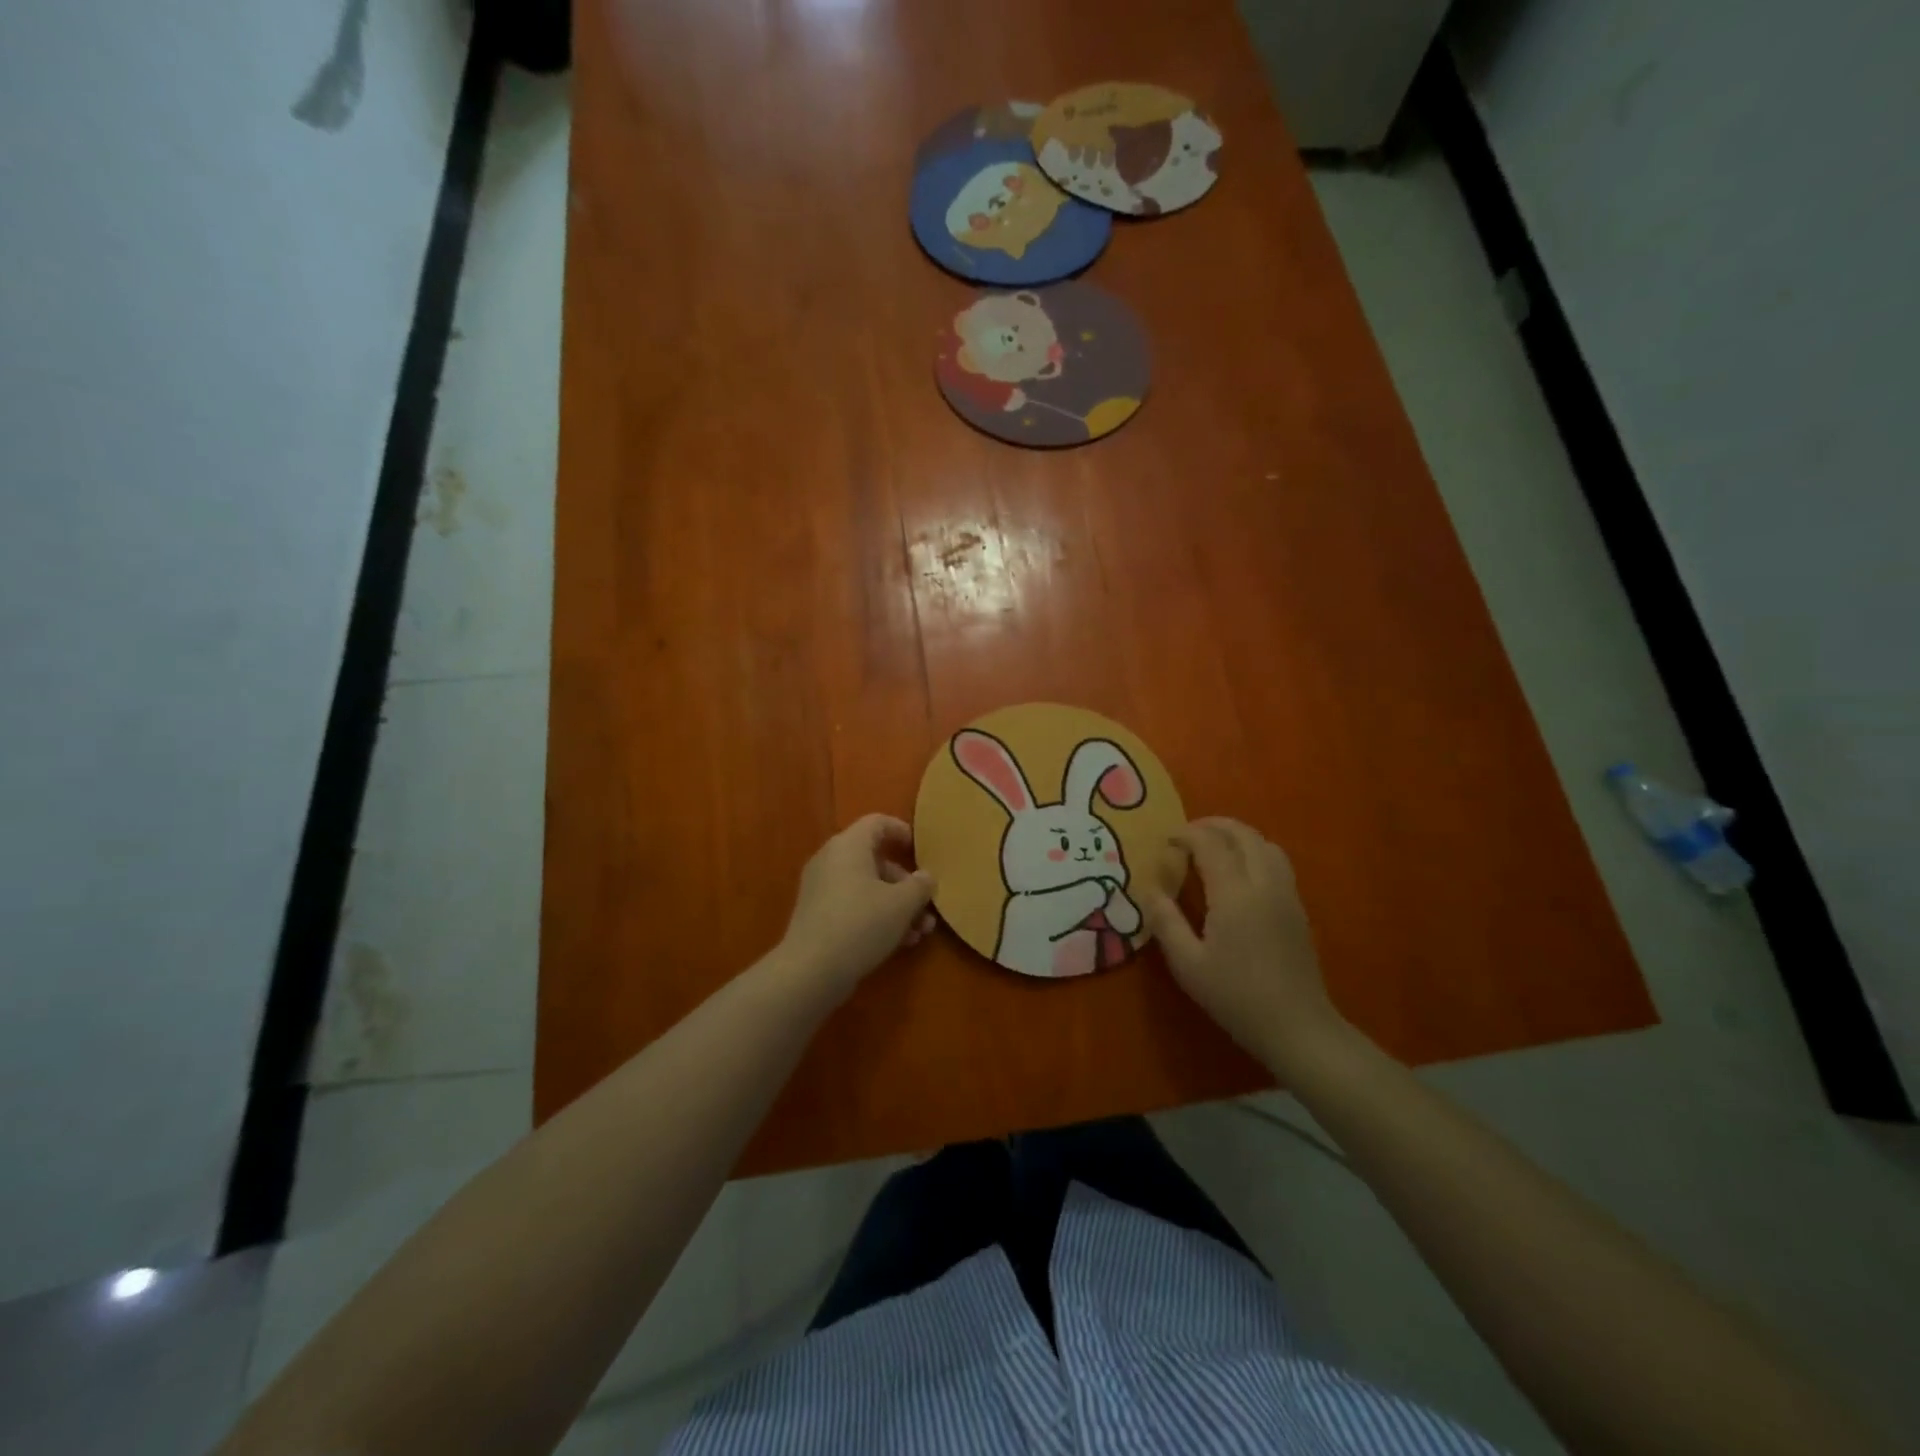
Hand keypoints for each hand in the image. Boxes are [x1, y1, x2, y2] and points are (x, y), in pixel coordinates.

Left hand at [779, 814, 936, 997]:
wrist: (811, 971)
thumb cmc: (861, 924)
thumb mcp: (901, 904)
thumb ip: (919, 886)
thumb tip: (925, 877)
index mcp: (848, 846)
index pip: (877, 822)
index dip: (901, 831)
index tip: (921, 851)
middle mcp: (831, 860)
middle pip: (875, 860)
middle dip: (905, 884)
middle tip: (926, 906)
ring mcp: (821, 889)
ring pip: (867, 887)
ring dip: (896, 905)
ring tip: (920, 932)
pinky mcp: (817, 916)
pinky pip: (853, 905)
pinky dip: (876, 917)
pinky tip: (899, 943)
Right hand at [1140, 818, 1343, 1068]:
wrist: (1297, 1026)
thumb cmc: (1236, 996)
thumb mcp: (1188, 964)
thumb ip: (1166, 922)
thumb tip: (1150, 890)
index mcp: (1234, 893)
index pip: (1210, 843)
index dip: (1186, 834)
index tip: (1166, 842)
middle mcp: (1263, 883)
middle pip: (1242, 834)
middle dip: (1212, 825)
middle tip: (1187, 835)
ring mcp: (1286, 893)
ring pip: (1264, 843)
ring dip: (1237, 835)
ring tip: (1213, 848)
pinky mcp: (1297, 907)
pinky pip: (1277, 861)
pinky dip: (1254, 851)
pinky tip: (1239, 874)